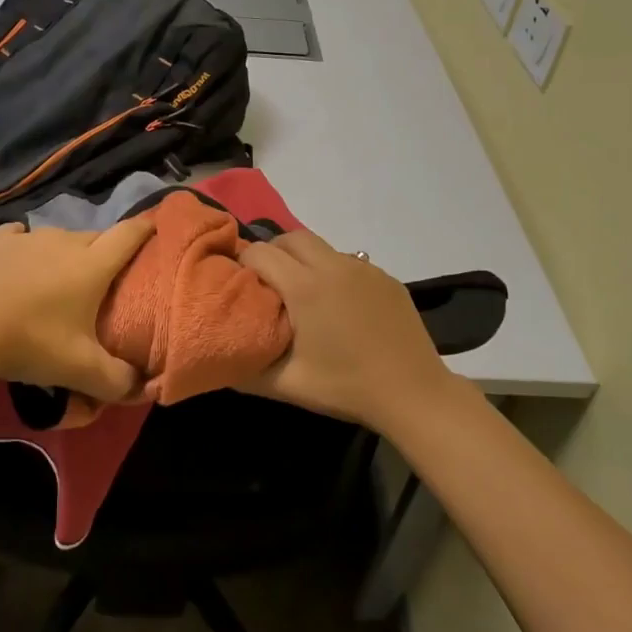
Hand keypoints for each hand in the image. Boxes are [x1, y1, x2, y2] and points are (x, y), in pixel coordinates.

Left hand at [0, 218, 155, 400]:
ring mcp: (28, 237)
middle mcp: (65, 241)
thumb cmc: (31, 342)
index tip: (157, 227)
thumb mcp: (80, 371)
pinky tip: (18, 261)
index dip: (147, 229)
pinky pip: (19, 236)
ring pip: (59, 237)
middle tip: (105, 278)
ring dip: (64, 252)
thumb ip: (118, 380)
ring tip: (58, 277)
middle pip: (96, 237)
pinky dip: (24, 246)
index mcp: (93, 265)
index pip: (130, 235)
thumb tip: (142, 387)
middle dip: (106, 251)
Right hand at [238, 231, 470, 433]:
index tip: (241, 287)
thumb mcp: (287, 385)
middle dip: (272, 252)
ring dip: (303, 260)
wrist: (414, 393)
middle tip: (267, 283)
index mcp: (305, 286)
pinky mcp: (386, 277)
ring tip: (301, 293)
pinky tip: (338, 305)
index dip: (244, 265)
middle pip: (290, 238)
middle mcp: (333, 265)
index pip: (260, 253)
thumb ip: (245, 369)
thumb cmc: (345, 387)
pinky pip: (348, 262)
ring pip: (321, 246)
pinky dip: (332, 272)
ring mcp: (364, 268)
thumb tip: (218, 356)